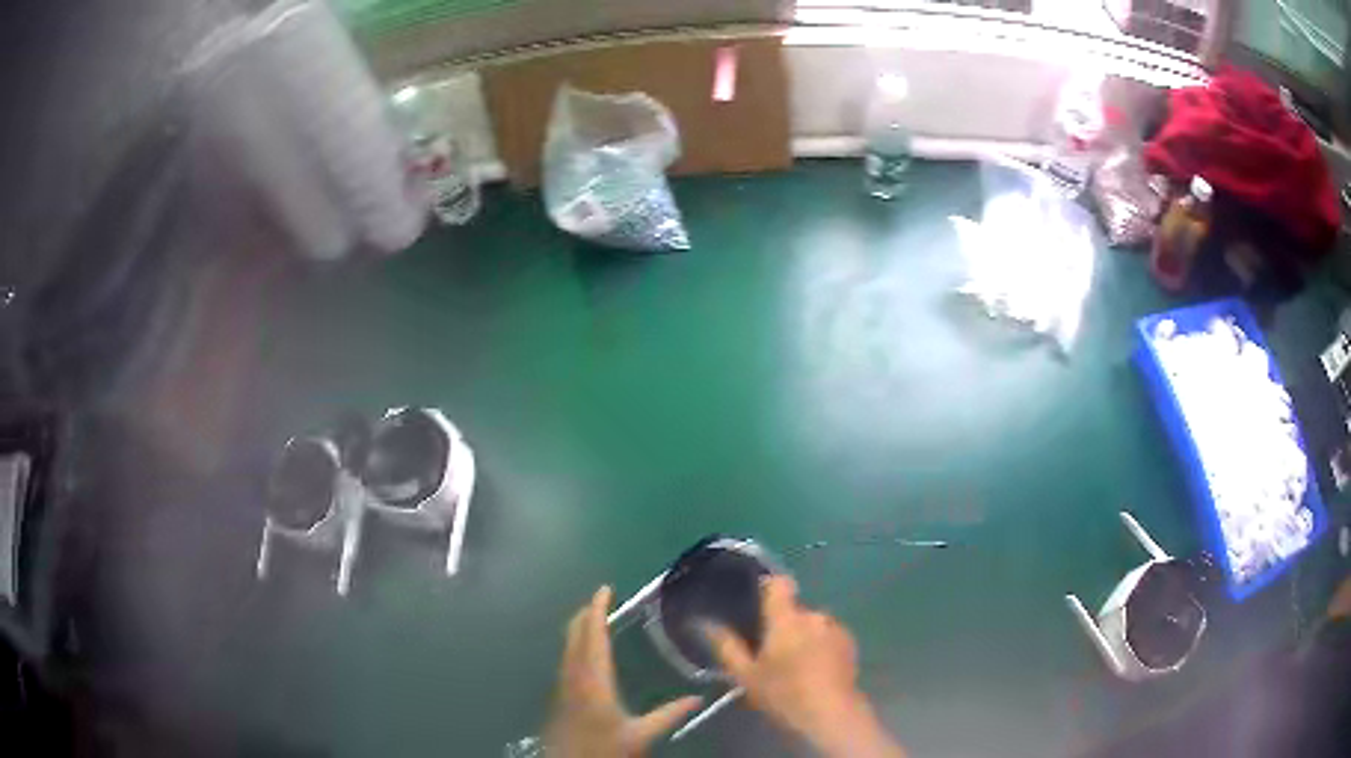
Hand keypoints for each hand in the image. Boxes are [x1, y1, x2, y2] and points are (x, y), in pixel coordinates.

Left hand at [544, 587, 701, 756]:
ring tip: (594, 617)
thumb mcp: (640, 735)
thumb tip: (697, 699)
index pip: (593, 636)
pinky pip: (567, 658)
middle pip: (575, 635)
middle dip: (586, 613)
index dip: (597, 610)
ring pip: (567, 645)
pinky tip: (586, 652)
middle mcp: (574, 676)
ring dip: (579, 627)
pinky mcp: (560, 694)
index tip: (604, 589)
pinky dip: (576, 643)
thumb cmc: (603, 748)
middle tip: (601, 598)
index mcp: (594, 680)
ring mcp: (564, 684)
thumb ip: (668, 716)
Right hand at [706, 576, 905, 757]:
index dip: (767, 588)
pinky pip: (828, 635)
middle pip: (794, 609)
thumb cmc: (783, 694)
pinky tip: (814, 669)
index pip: (778, 584)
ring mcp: (836, 628)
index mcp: (787, 618)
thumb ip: (727, 646)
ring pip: (812, 623)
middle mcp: (814, 615)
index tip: (755, 606)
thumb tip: (705, 623)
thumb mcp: (746, 675)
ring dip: (803, 636)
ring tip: (793, 664)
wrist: (831, 714)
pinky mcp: (850, 644)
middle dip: (783, 624)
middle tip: (770, 652)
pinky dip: (820, 645)